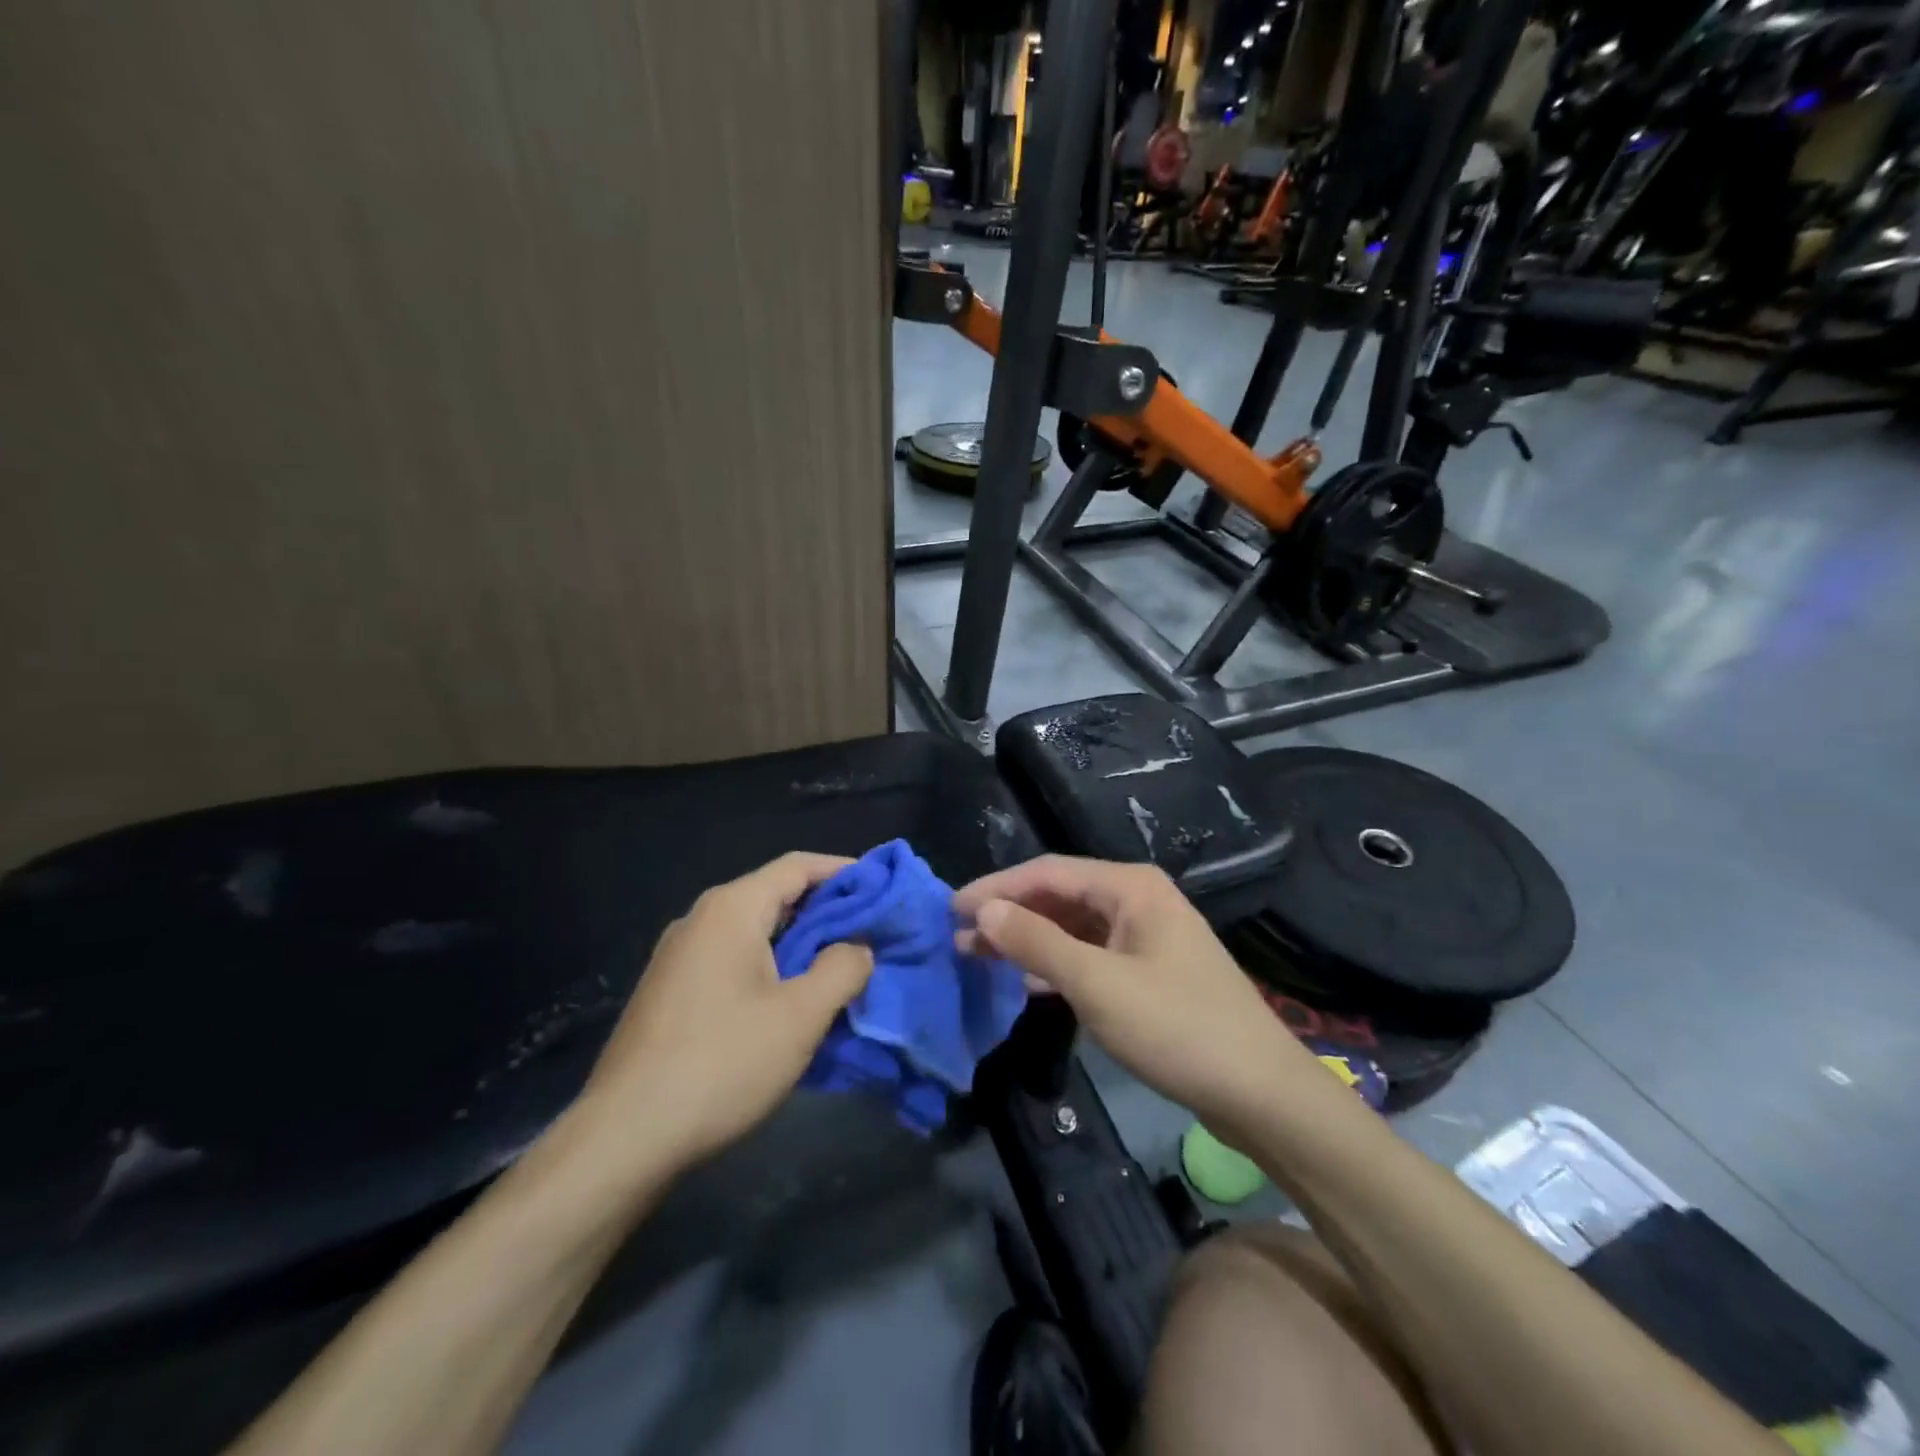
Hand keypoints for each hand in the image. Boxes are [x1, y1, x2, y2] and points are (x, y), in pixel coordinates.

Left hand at [575, 853, 873, 1173]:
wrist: (623, 1138)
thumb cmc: (722, 1063)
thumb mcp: (801, 1015)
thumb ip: (842, 968)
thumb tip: (858, 947)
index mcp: (731, 909)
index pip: (798, 866)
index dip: (845, 872)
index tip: (883, 890)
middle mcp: (700, 920)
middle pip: (775, 895)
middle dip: (827, 912)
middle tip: (871, 935)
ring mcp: (679, 956)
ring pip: (754, 932)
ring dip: (800, 944)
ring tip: (839, 970)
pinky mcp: (670, 992)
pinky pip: (732, 961)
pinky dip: (770, 967)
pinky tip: (790, 1003)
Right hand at [955, 856, 1317, 1143]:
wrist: (1261, 1093)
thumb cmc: (1177, 1028)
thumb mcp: (1097, 984)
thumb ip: (1036, 942)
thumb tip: (983, 910)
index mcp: (1130, 887)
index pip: (1046, 872)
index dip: (995, 888)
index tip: (950, 909)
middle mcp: (1138, 899)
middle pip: (1060, 896)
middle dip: (1009, 914)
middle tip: (958, 937)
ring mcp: (1147, 936)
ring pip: (1074, 927)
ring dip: (1029, 940)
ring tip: (980, 956)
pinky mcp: (1151, 971)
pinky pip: (1091, 954)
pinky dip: (1057, 963)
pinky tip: (1028, 982)